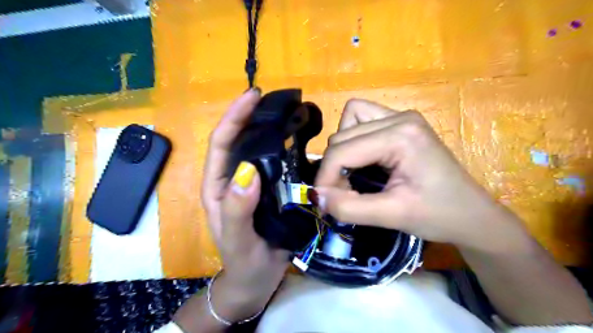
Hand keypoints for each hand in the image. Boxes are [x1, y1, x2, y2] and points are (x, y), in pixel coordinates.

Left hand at [202, 88, 289, 322]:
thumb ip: (236, 209)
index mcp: (217, 186)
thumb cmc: (244, 263)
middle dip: (251, 116)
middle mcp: (233, 179)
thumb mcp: (237, 239)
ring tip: (288, 113)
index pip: (221, 144)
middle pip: (239, 140)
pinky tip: (299, 141)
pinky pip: (276, 164)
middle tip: (274, 99)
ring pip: (258, 150)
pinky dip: (285, 149)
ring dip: (269, 129)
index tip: (252, 96)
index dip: (234, 117)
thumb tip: (247, 171)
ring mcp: (253, 184)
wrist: (257, 280)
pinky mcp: (270, 190)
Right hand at [314, 99, 527, 252]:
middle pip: (342, 136)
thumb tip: (316, 196)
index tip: (324, 201)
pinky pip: (361, 119)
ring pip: (348, 122)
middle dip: (334, 167)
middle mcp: (399, 117)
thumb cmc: (438, 215)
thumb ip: (349, 207)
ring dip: (341, 150)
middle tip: (343, 193)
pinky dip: (353, 139)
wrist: (471, 214)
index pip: (342, 150)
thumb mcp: (391, 215)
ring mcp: (401, 115)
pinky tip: (363, 158)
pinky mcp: (401, 121)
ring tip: (352, 174)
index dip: (326, 177)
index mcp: (401, 135)